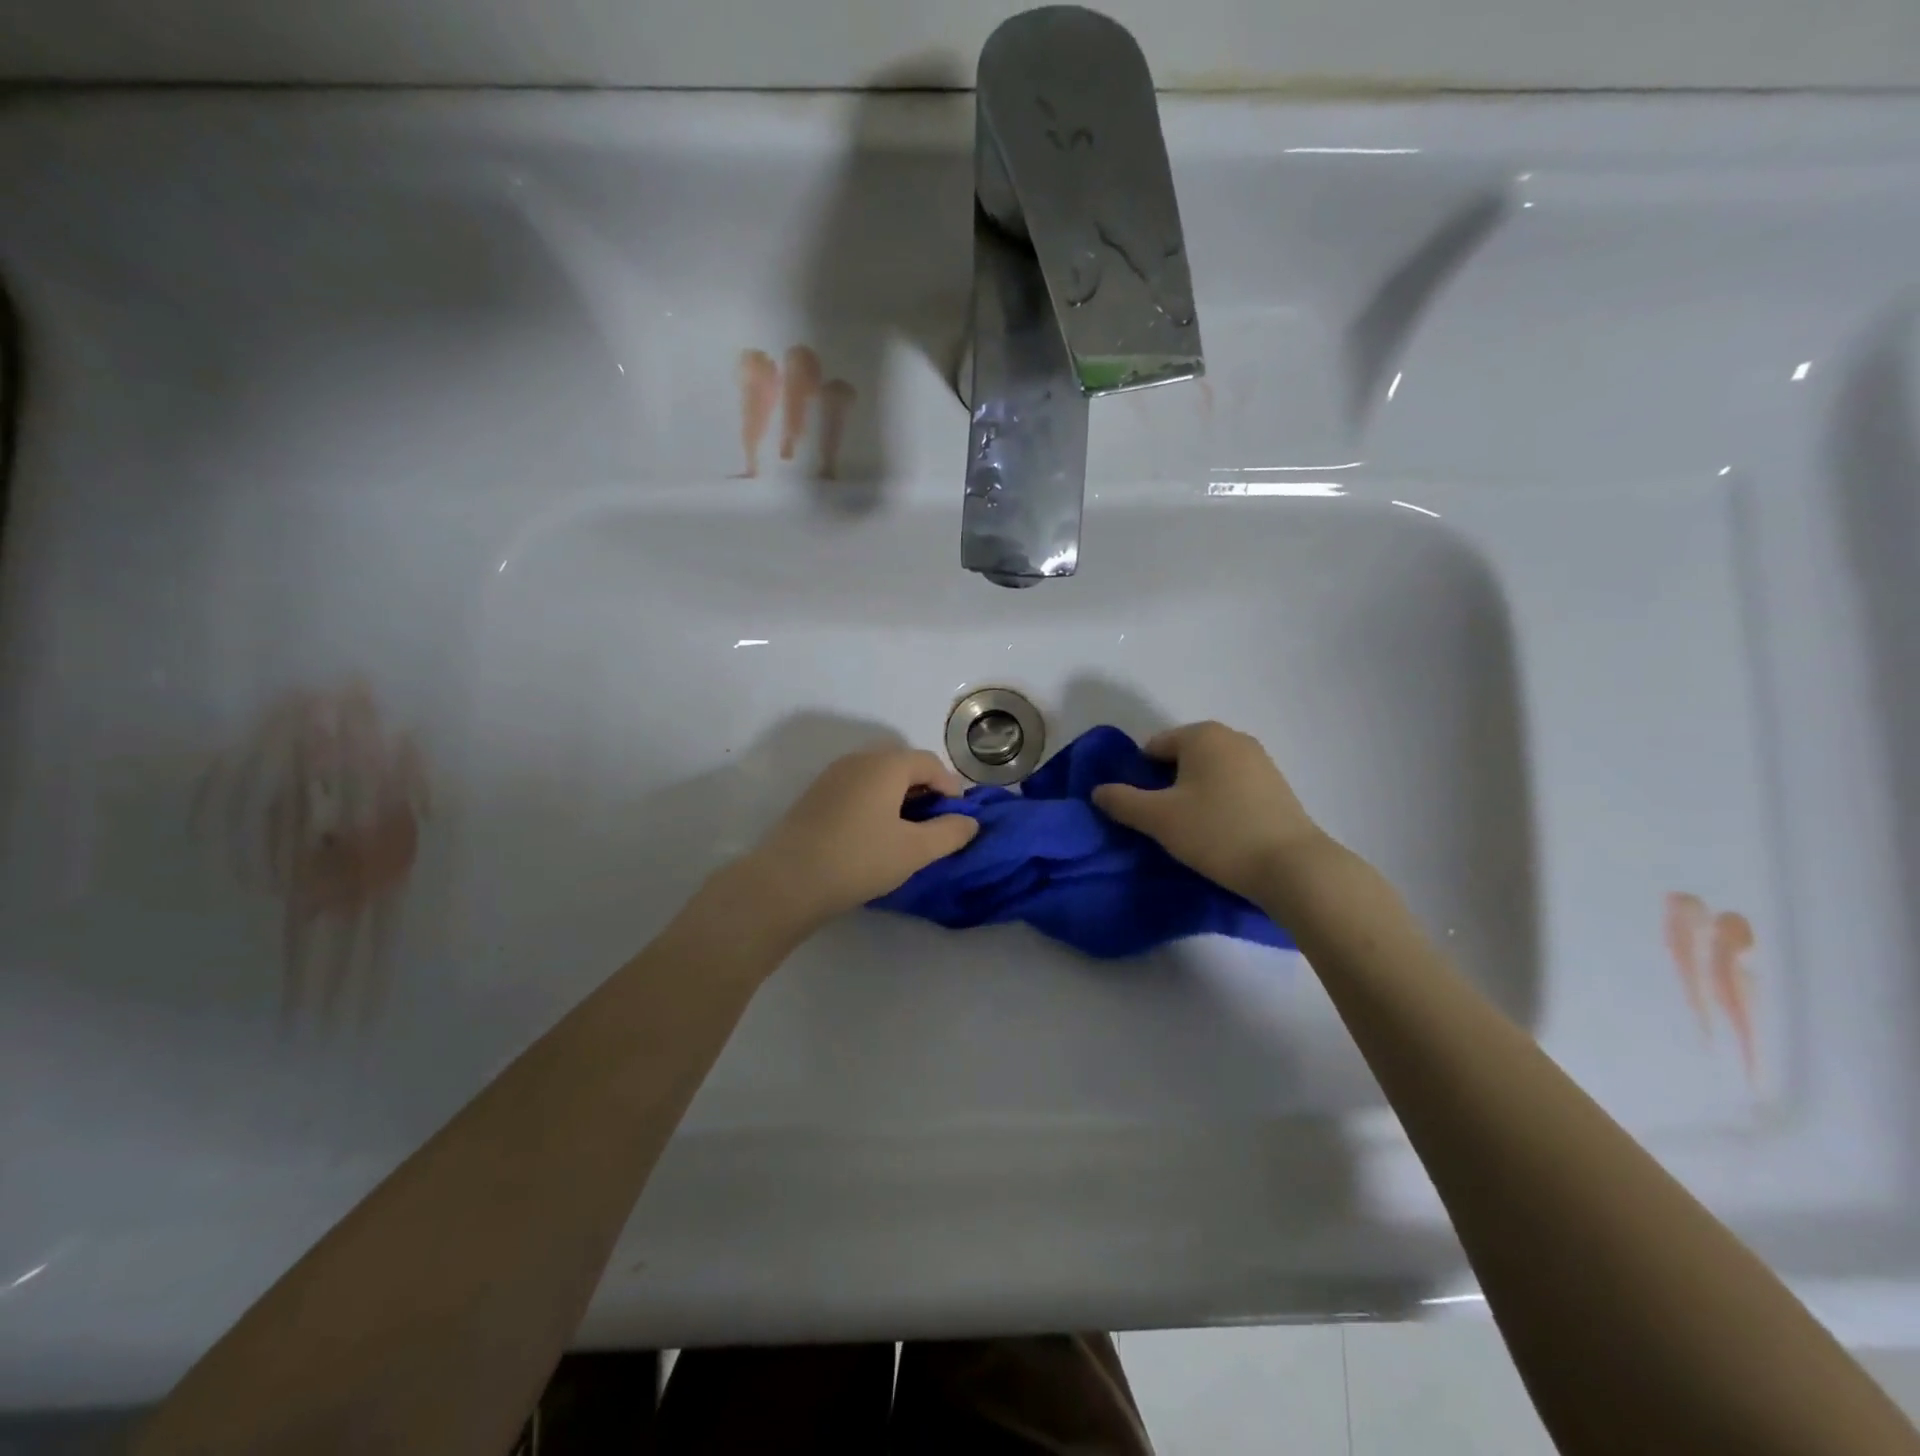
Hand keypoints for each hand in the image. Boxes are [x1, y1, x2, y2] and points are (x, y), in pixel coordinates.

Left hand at [742, 747, 977, 931]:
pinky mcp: (815, 795)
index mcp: (886, 764)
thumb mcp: (914, 850)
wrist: (787, 880)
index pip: (929, 763)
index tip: (957, 819)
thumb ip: (949, 833)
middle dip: (924, 788)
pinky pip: (857, 787)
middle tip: (933, 823)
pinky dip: (874, 802)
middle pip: (902, 763)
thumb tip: (970, 821)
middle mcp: (859, 759)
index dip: (950, 788)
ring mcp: (832, 775)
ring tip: (905, 831)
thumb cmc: (859, 859)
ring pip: (877, 775)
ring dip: (898, 795)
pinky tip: (873, 833)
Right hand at [1092, 721, 1327, 901]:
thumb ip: (1122, 801)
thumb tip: (1098, 791)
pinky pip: (1233, 787)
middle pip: (1181, 759)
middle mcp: (1232, 737)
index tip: (1143, 812)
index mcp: (1202, 734)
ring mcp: (1260, 760)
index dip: (1140, 779)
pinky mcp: (1277, 786)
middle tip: (1164, 824)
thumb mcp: (1159, 818)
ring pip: (1208, 774)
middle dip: (1167, 787)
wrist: (1292, 867)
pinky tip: (1221, 834)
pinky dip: (1220, 804)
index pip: (1152, 748)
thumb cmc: (1217, 832)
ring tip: (1193, 833)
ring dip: (1193, 797)